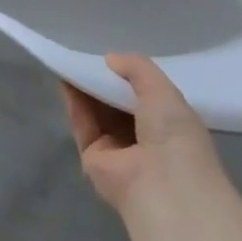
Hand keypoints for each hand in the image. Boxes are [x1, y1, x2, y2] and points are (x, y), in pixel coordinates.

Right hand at [63, 54, 219, 218]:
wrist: (164, 186)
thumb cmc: (175, 136)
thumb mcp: (163, 91)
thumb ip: (138, 69)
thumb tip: (110, 59)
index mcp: (168, 128)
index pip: (144, 98)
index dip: (128, 77)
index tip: (112, 58)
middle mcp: (143, 140)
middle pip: (116, 104)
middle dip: (103, 81)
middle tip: (86, 54)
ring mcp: (117, 151)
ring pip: (96, 112)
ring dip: (85, 87)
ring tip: (71, 58)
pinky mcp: (93, 158)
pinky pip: (82, 123)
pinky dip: (74, 101)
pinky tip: (66, 76)